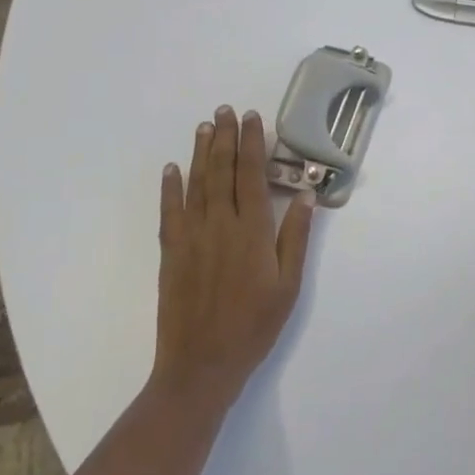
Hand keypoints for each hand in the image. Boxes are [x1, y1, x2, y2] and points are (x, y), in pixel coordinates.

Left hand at [153, 107, 314, 411]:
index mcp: (252, 231)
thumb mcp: (288, 286)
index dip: (252, 144)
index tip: (253, 118)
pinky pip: (170, 211)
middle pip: (222, 172)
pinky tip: (172, 168)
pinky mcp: (171, 252)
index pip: (251, 175)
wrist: (201, 364)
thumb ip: (295, 237)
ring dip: (201, 153)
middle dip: (226, 138)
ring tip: (205, 127)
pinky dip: (171, 187)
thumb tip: (304, 195)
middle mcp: (220, 225)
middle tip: (225, 110)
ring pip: (196, 184)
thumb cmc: (254, 325)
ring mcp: (191, 237)